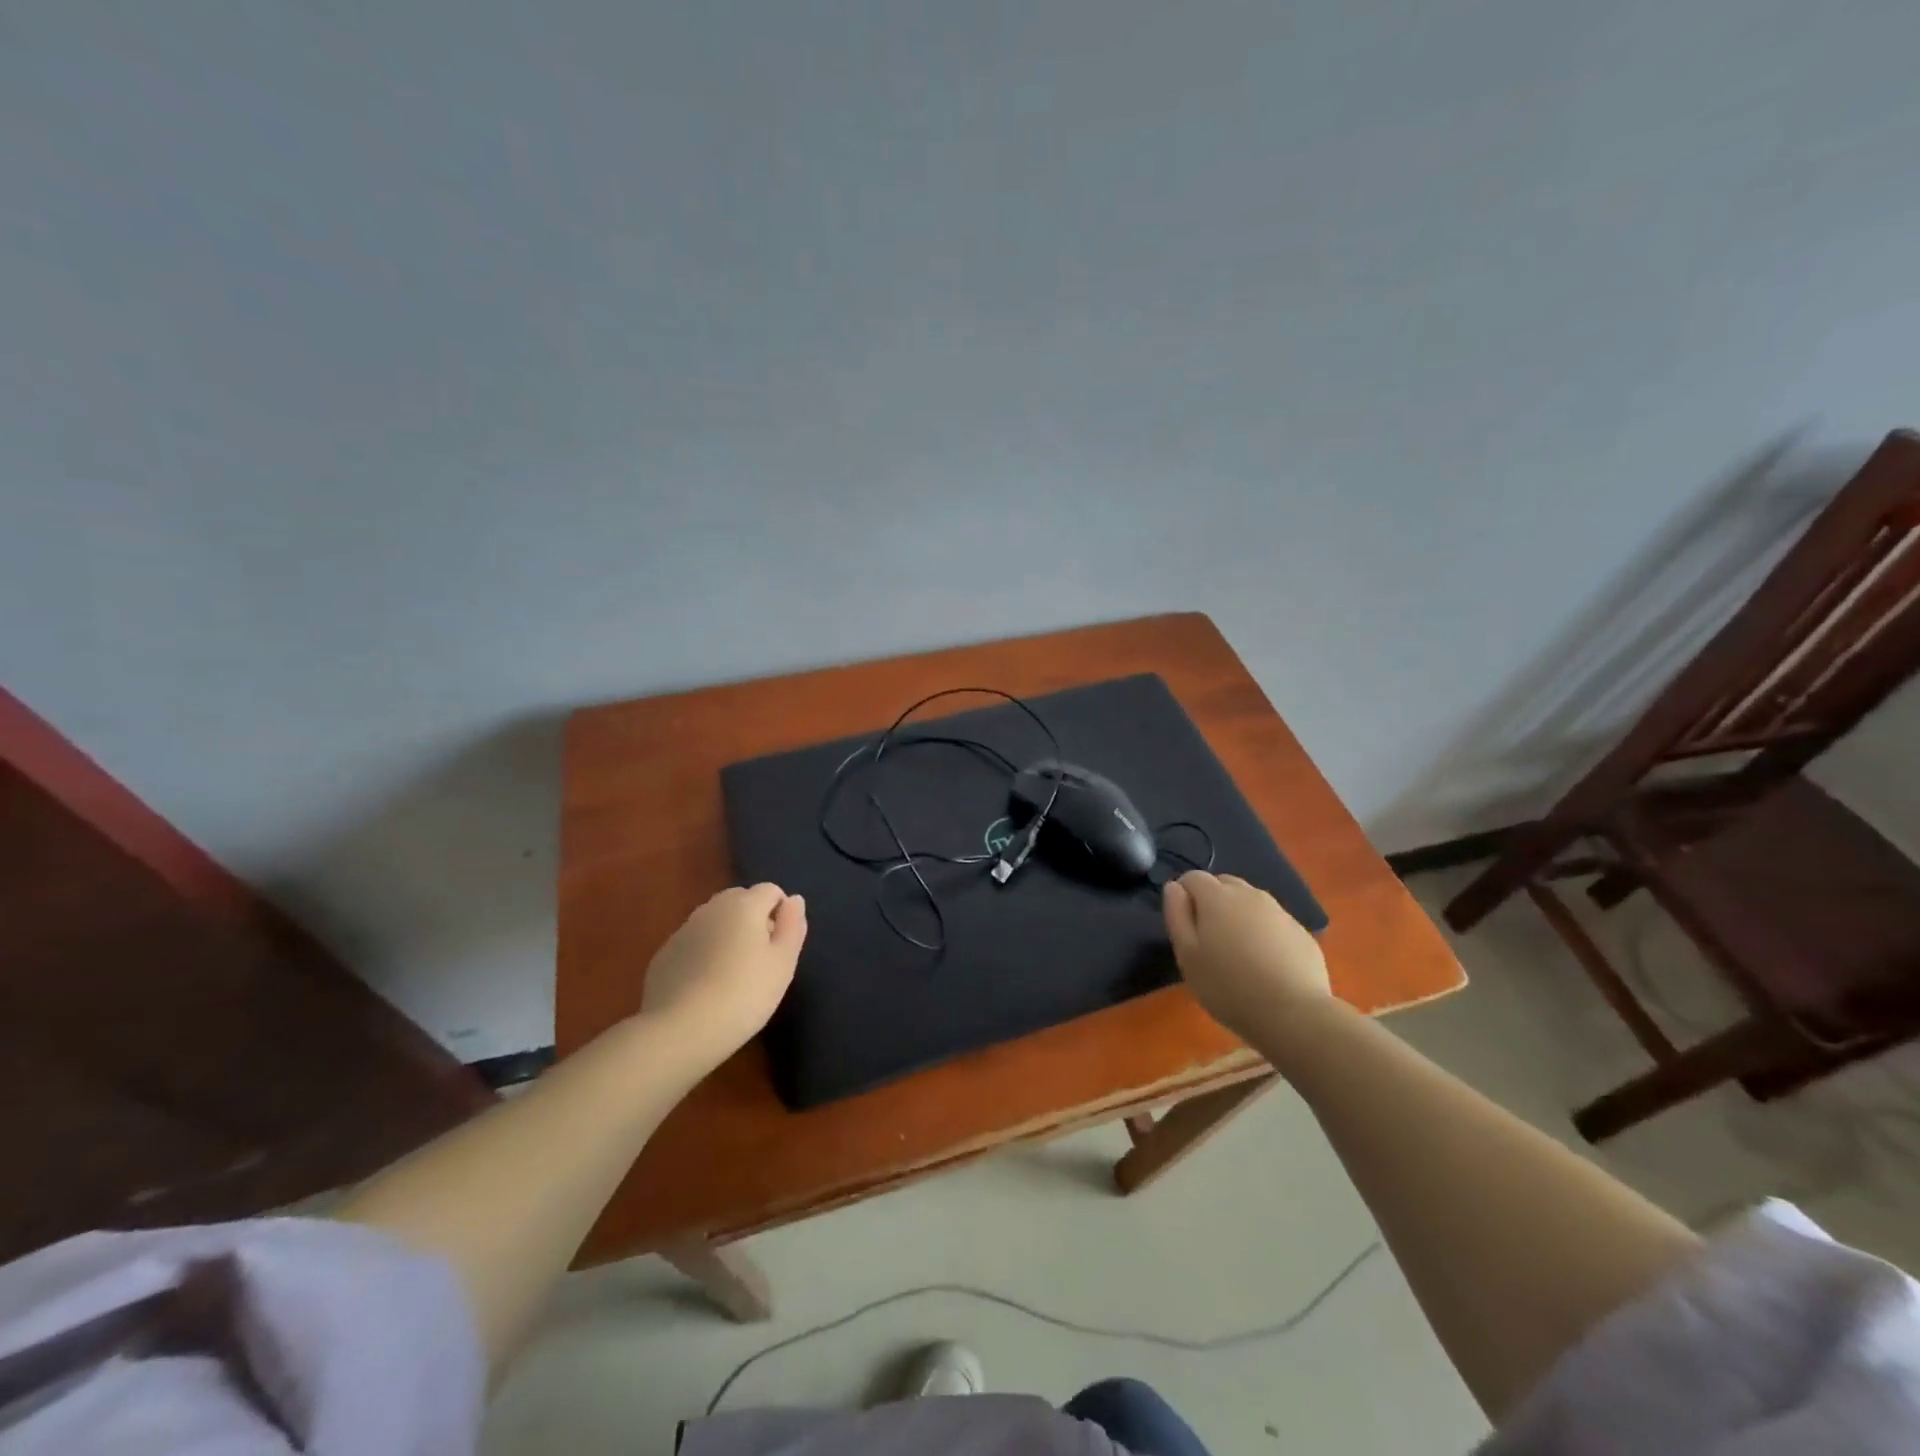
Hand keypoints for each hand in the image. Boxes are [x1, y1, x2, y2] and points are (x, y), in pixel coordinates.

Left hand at [639, 883, 805, 1070]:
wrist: (680, 1031)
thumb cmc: (743, 995)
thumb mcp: (783, 963)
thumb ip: (792, 926)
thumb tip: (794, 900)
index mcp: (744, 905)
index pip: (771, 890)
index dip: (781, 913)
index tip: (781, 946)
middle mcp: (712, 908)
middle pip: (740, 900)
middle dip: (754, 919)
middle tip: (760, 959)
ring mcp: (684, 930)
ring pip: (714, 920)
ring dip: (727, 934)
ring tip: (732, 973)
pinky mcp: (664, 954)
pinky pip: (694, 942)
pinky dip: (704, 953)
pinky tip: (705, 986)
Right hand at [1164, 871, 1329, 1041]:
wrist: (1293, 1014)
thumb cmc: (1228, 986)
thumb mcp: (1187, 955)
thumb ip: (1177, 915)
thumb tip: (1174, 887)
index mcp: (1217, 897)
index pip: (1193, 877)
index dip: (1183, 895)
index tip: (1184, 924)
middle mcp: (1250, 894)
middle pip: (1224, 884)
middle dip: (1211, 901)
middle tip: (1208, 938)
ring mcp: (1279, 912)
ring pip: (1250, 902)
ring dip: (1238, 915)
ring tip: (1237, 952)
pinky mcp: (1301, 932)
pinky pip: (1273, 922)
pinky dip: (1264, 932)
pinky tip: (1265, 964)